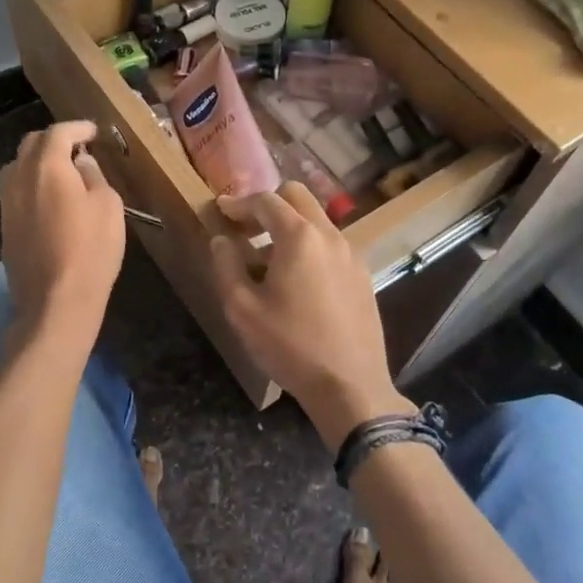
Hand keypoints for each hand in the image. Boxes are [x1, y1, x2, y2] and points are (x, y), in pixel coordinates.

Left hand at [0, 121, 124, 339]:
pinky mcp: (4, 227)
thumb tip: (80, 163)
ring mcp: (6, 204)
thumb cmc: (90, 250)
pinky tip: (48, 199)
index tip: (93, 131)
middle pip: (31, 145)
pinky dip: (31, 184)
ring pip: (17, 167)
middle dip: (54, 140)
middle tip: (77, 148)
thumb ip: (94, 176)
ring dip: (37, 162)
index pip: (58, 133)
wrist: (55, 302)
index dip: (77, 128)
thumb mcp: (108, 207)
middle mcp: (19, 178)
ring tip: (60, 172)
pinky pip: (15, 192)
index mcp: (47, 167)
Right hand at [210, 184, 414, 450]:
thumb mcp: (242, 309)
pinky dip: (309, 245)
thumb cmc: (290, 346)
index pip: (265, 201)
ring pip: (317, 220)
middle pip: (297, 197)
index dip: (238, 203)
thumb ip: (227, 266)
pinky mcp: (362, 275)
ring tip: (266, 259)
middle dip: (267, 204)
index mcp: (299, 237)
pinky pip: (331, 244)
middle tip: (244, 228)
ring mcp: (351, 254)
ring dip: (289, 226)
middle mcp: (330, 235)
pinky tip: (297, 280)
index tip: (220, 211)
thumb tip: (222, 240)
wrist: (350, 386)